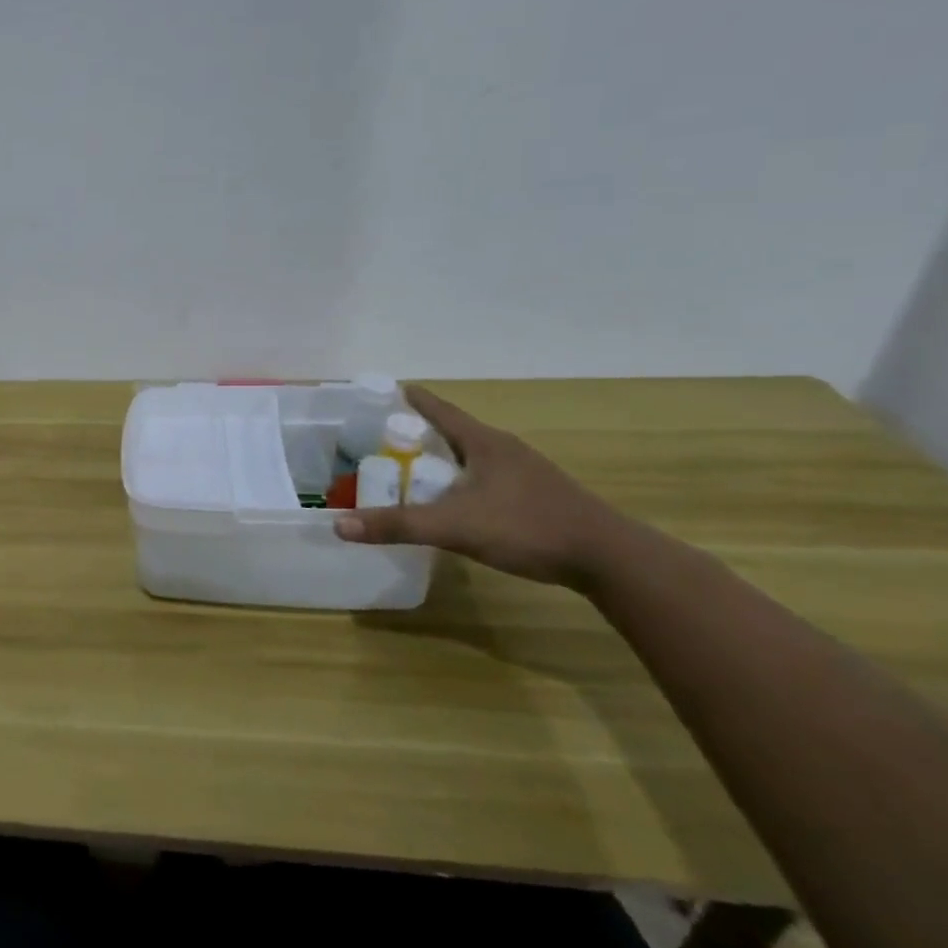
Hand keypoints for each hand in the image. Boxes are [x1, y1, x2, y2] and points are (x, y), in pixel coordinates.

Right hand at [334, 386, 634, 587]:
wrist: (608, 559)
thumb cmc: (527, 527)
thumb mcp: (454, 526)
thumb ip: (397, 525)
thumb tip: (339, 524)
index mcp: (484, 443)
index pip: (440, 410)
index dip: (413, 399)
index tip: (390, 388)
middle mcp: (504, 449)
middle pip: (454, 432)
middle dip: (421, 432)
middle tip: (386, 438)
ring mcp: (525, 473)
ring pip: (472, 457)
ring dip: (443, 459)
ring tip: (413, 470)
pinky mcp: (537, 496)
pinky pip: (487, 478)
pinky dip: (462, 481)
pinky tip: (454, 502)